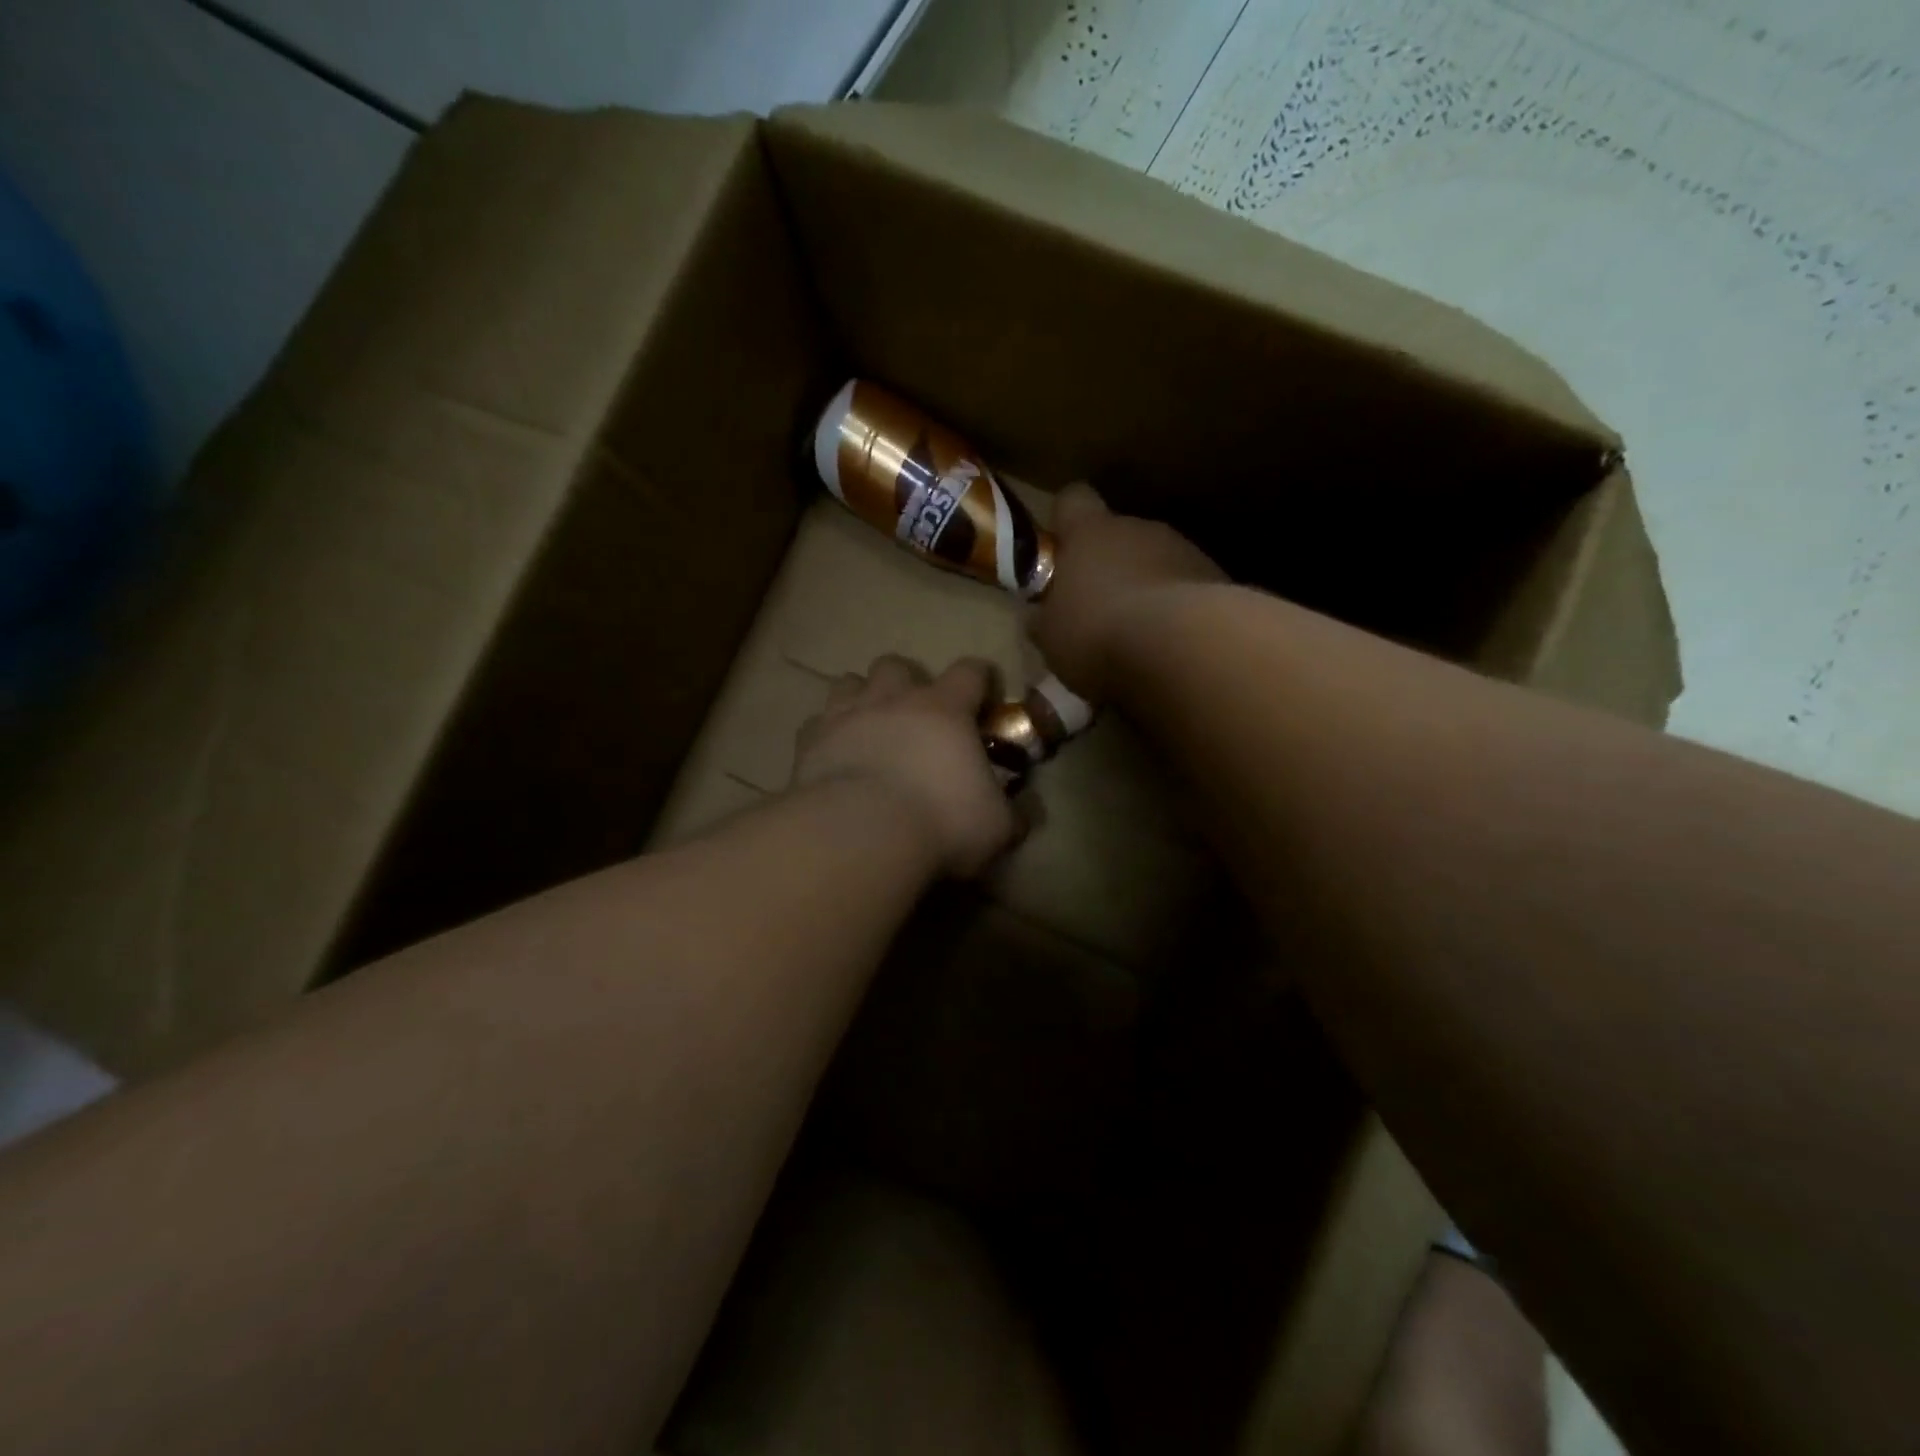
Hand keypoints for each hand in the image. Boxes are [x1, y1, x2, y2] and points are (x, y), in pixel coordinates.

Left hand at [792, 655, 1019, 877]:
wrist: (861, 834)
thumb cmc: (940, 822)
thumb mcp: (996, 827)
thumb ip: (1012, 813)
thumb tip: (1024, 812)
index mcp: (945, 709)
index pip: (970, 671)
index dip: (980, 680)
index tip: (984, 701)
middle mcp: (894, 699)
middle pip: (897, 665)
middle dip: (907, 683)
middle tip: (915, 716)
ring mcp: (846, 715)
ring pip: (849, 681)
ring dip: (861, 697)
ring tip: (868, 726)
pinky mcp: (809, 741)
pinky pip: (815, 723)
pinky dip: (826, 733)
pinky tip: (833, 755)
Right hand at [1028, 484, 1225, 700]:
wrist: (1184, 647)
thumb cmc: (1098, 633)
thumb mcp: (1052, 637)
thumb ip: (1046, 619)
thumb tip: (1040, 617)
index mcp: (1090, 532)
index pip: (1072, 500)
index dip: (1065, 521)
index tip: (1061, 549)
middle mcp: (1139, 528)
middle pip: (1119, 533)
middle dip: (1109, 564)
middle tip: (1098, 609)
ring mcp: (1184, 550)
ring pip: (1157, 561)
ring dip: (1146, 588)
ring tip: (1138, 635)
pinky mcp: (1219, 580)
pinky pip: (1188, 589)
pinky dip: (1178, 611)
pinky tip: (1171, 646)